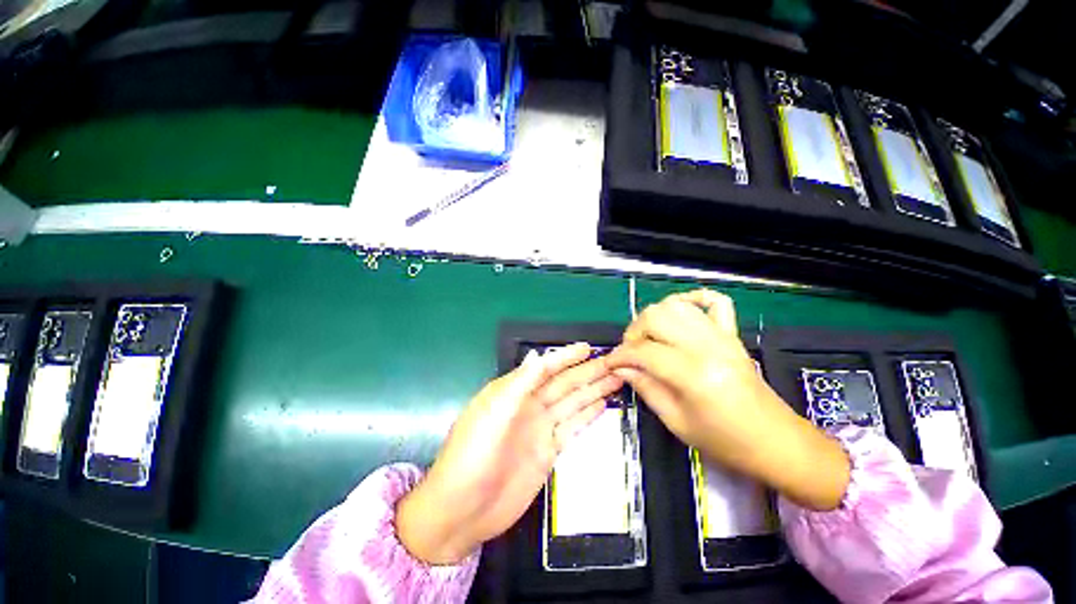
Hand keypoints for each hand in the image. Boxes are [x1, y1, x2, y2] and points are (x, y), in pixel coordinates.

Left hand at [396, 344, 622, 563]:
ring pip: (572, 403)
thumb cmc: (472, 455)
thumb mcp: (493, 414)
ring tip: (615, 379)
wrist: (462, 511)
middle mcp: (529, 406)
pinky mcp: (548, 451)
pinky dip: (587, 416)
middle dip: (587, 372)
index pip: (545, 368)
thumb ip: (519, 384)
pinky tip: (601, 405)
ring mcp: (540, 429)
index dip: (566, 357)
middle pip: (564, 384)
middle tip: (613, 362)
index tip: (587, 347)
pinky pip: (572, 427)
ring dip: (593, 391)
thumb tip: (537, 355)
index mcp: (513, 392)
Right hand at [606, 289, 849, 510]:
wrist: (775, 441)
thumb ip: (644, 388)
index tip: (610, 364)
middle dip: (634, 332)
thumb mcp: (676, 422)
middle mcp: (706, 346)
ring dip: (654, 317)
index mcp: (693, 373)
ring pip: (676, 305)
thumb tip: (620, 369)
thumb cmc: (724, 441)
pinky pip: (715, 301)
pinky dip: (693, 299)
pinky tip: (680, 312)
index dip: (620, 356)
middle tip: (630, 352)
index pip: (643, 351)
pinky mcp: (732, 334)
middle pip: (656, 317)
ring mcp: (721, 336)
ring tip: (649, 337)